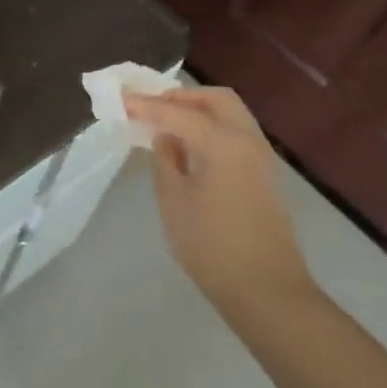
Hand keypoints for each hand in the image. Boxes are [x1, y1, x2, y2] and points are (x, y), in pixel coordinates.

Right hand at [124, 86, 315, 324]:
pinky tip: (189, 145)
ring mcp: (260, 156)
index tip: (120, 99)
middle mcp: (246, 139)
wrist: (266, 290)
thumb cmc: (211, 246)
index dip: (146, 105)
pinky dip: (211, 126)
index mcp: (221, 142)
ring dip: (198, 109)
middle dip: (181, 96)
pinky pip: (235, 132)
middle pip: (215, 99)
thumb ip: (165, 160)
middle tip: (152, 106)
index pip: (176, 112)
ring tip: (167, 123)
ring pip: (229, 113)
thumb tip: (163, 136)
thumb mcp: (174, 201)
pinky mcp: (263, 174)